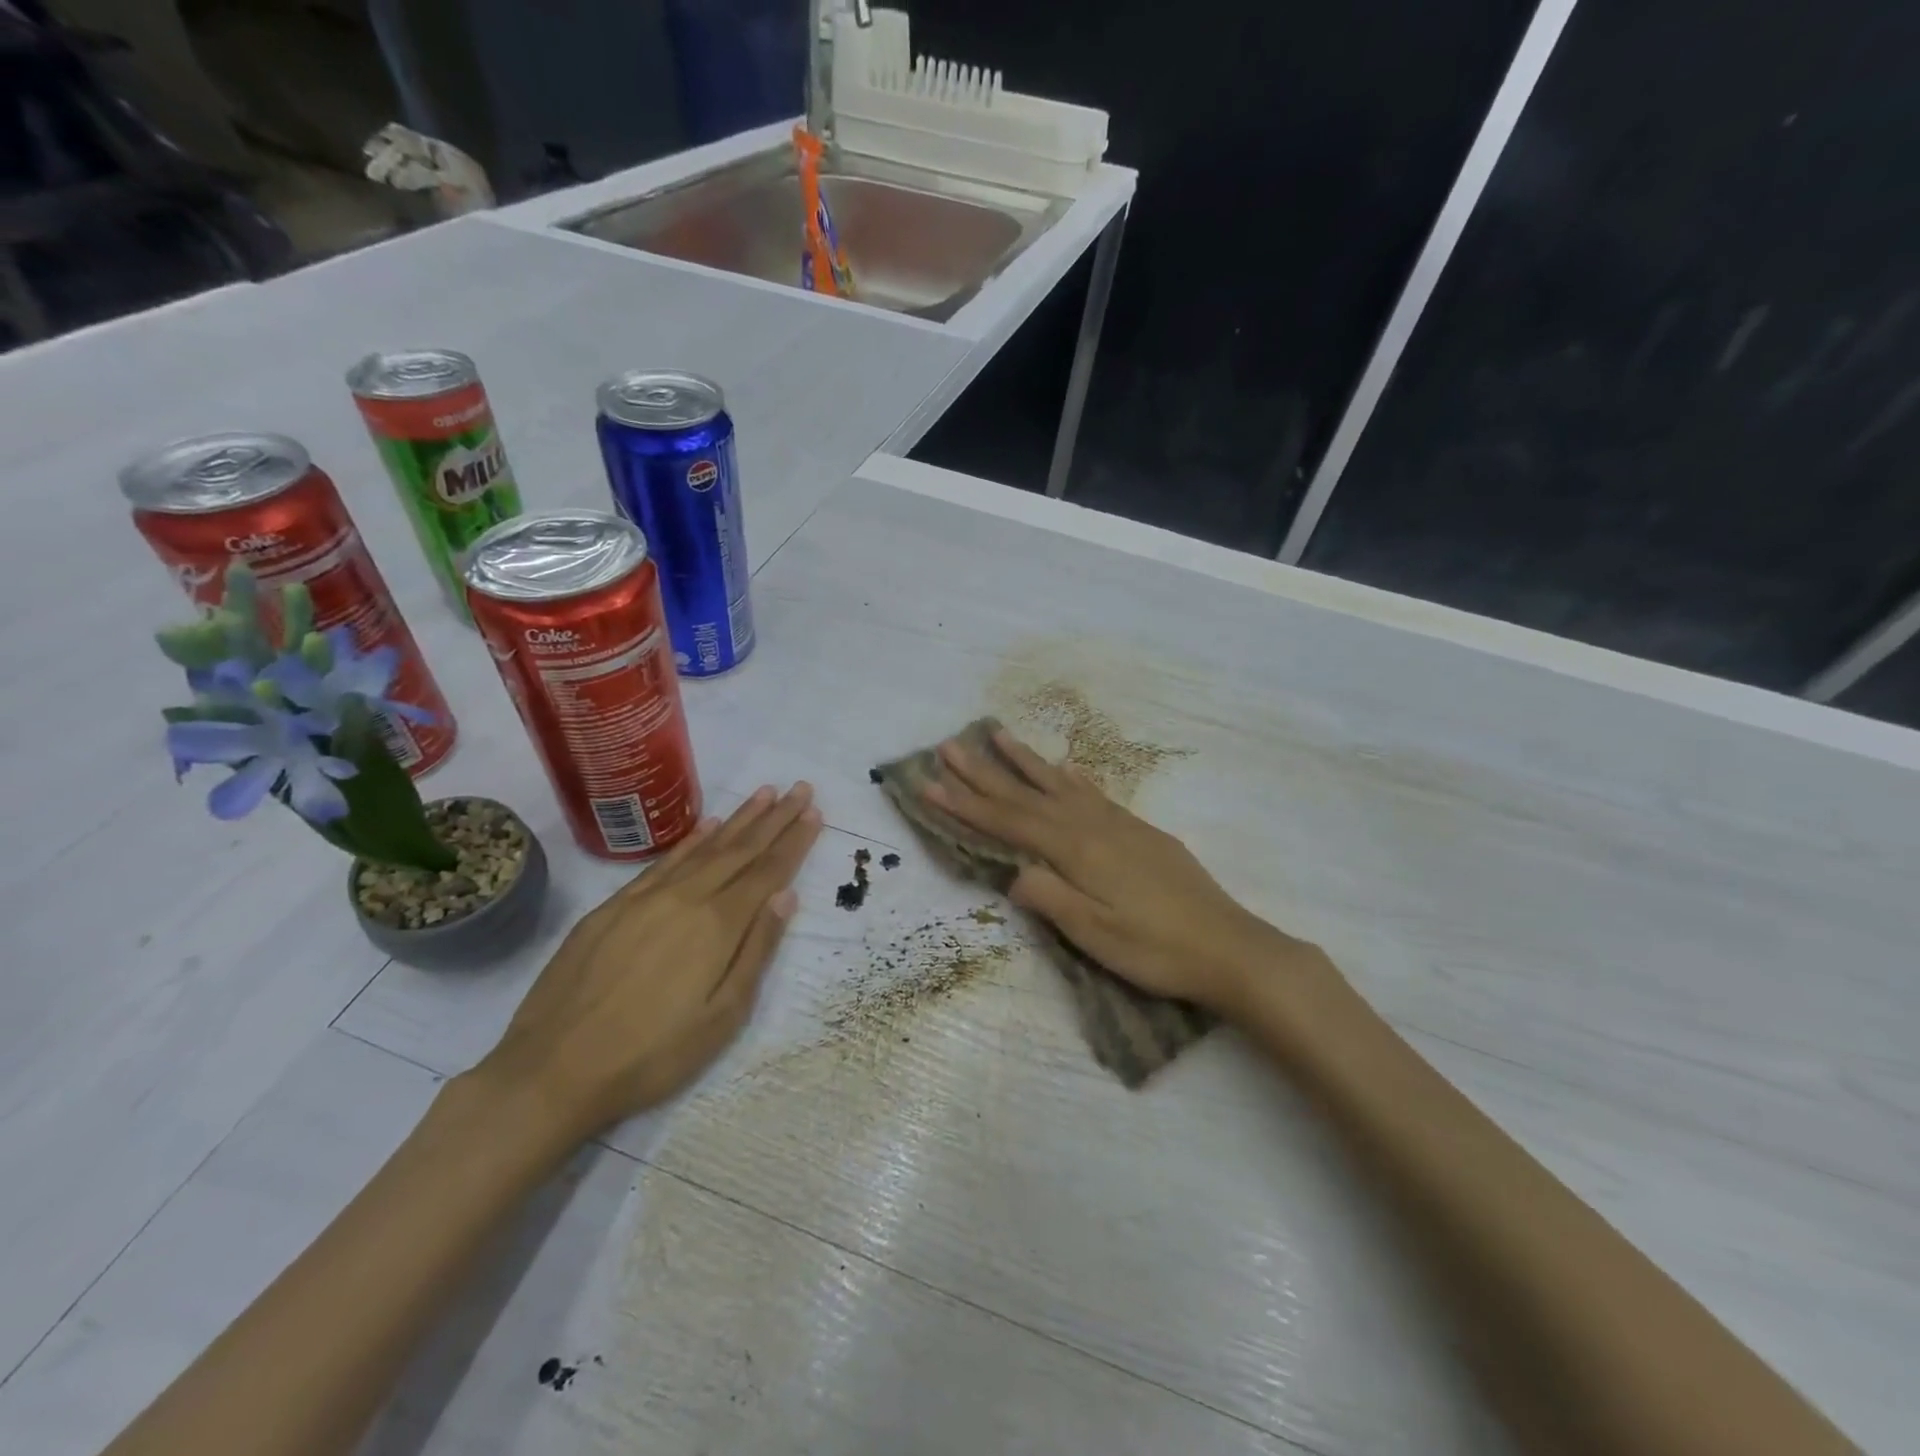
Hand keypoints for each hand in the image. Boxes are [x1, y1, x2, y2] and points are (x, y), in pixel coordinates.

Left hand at [474, 783, 822, 1142]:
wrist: (551, 1070)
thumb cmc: (651, 1056)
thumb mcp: (722, 1017)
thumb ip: (756, 951)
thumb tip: (786, 896)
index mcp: (717, 925)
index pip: (767, 872)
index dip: (794, 842)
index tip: (815, 813)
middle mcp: (685, 898)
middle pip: (740, 850)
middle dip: (775, 818)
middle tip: (800, 788)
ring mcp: (645, 898)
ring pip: (704, 847)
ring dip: (739, 819)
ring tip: (765, 793)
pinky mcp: (611, 907)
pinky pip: (664, 861)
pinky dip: (691, 840)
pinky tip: (708, 825)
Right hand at [924, 730, 1298, 1015]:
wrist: (1229, 945)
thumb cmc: (1156, 949)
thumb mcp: (1095, 934)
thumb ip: (1049, 898)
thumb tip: (1011, 871)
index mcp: (1076, 850)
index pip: (1008, 822)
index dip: (965, 804)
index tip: (929, 783)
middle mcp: (1092, 825)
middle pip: (1027, 795)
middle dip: (984, 772)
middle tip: (949, 746)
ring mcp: (1118, 824)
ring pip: (1059, 784)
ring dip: (1025, 761)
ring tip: (998, 734)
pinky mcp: (1139, 830)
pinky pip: (1092, 793)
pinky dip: (1071, 778)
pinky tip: (1064, 770)